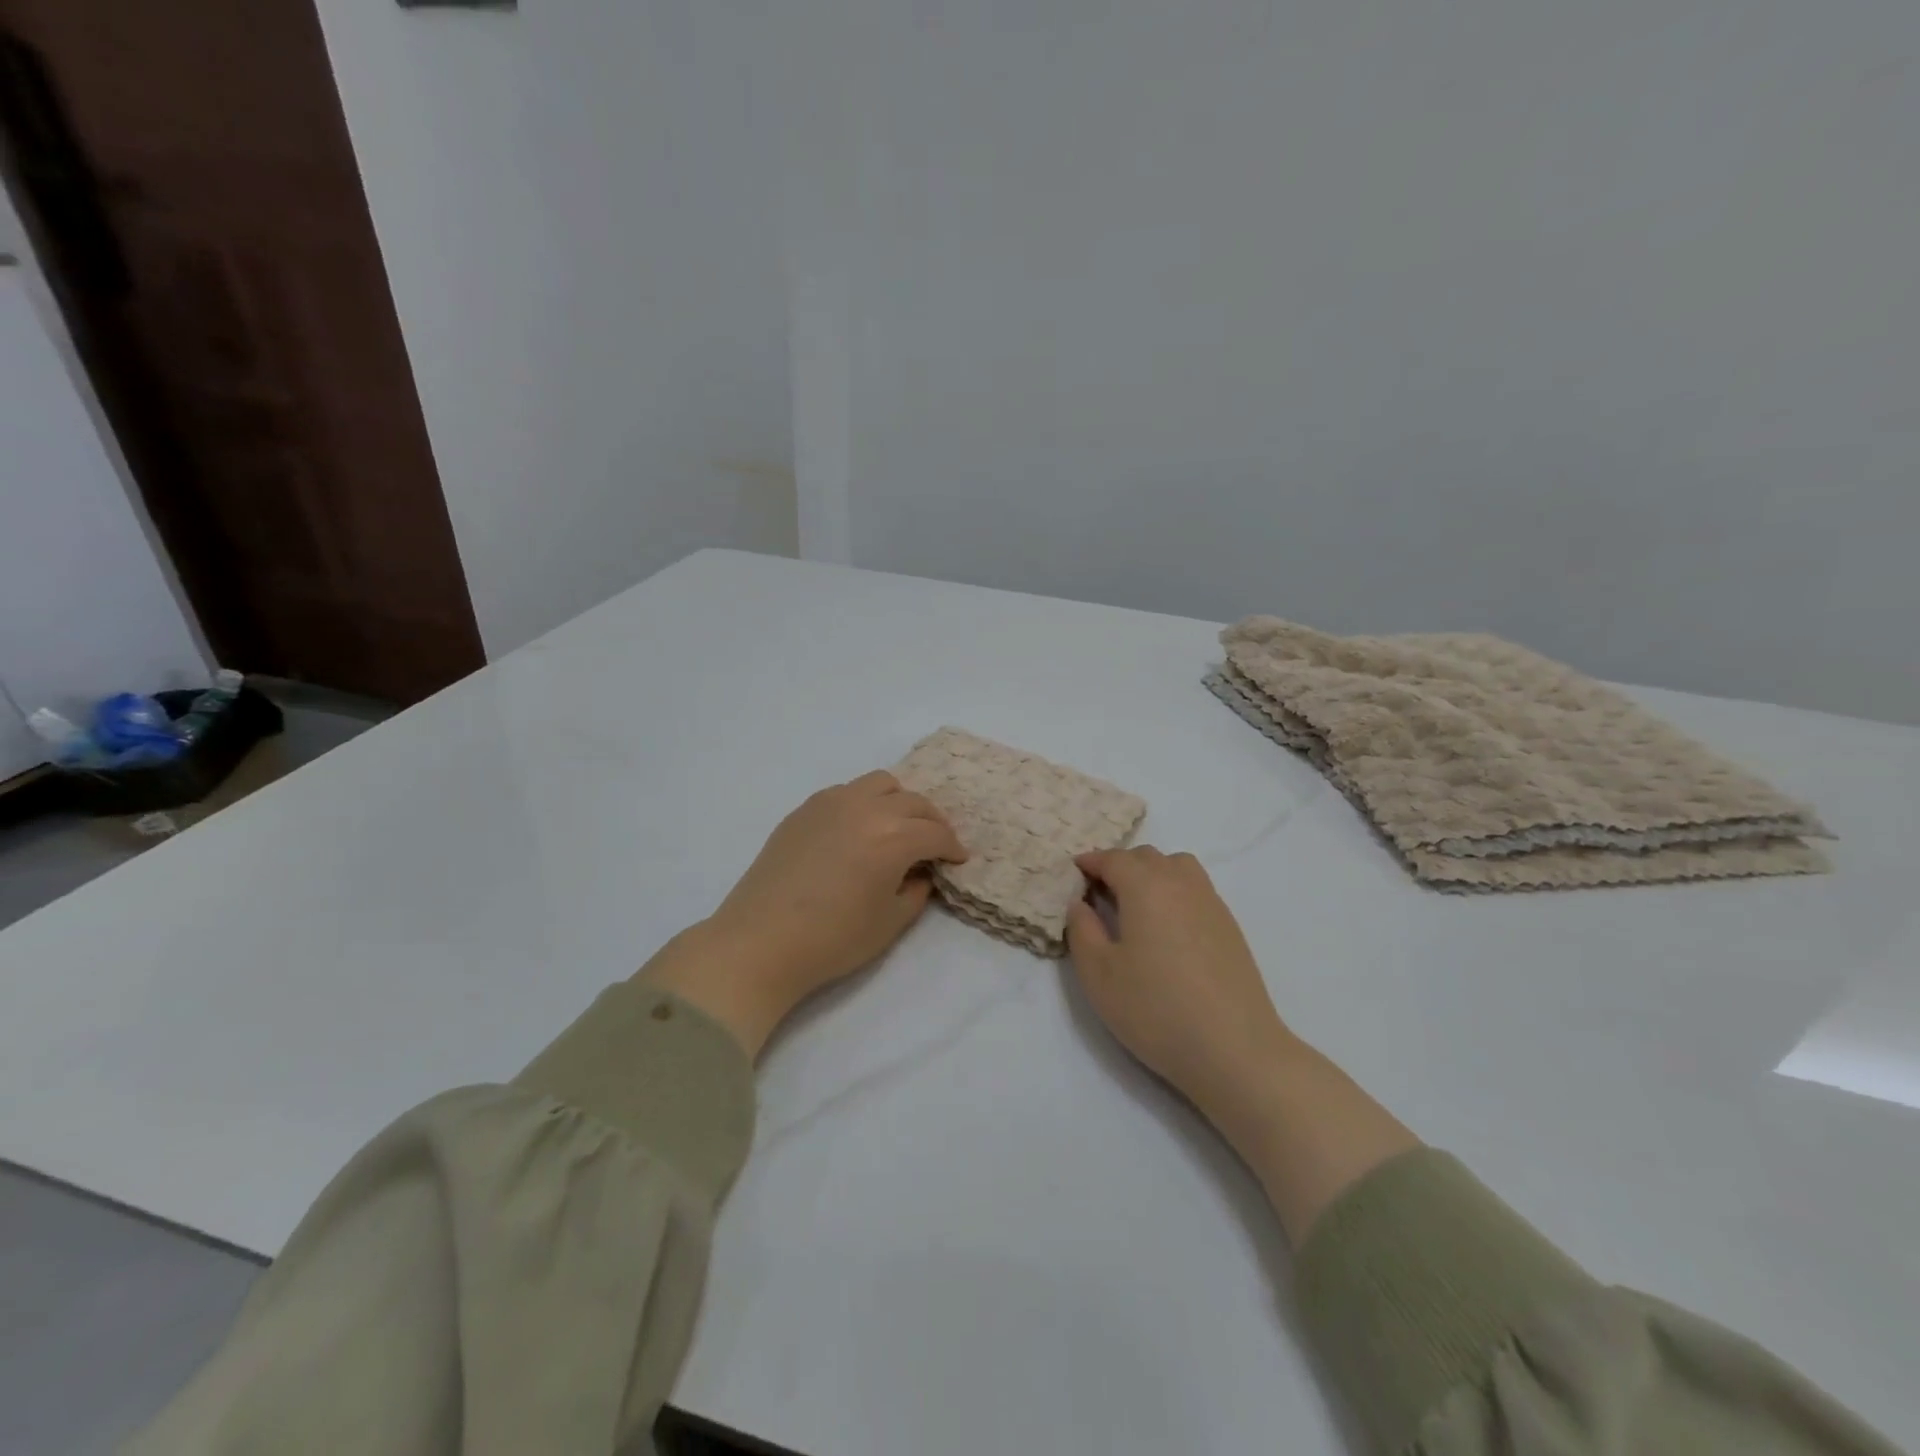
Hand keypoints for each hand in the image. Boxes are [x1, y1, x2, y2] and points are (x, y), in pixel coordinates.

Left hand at [645, 772, 966, 1056]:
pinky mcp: (805, 809)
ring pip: (880, 784)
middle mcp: (866, 808)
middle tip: (934, 844)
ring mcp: (831, 803)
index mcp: (892, 837)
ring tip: (897, 828)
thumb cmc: (832, 939)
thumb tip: (921, 872)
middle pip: (913, 801)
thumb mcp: (890, 923)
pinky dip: (864, 803)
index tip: (958, 859)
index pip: (935, 832)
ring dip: (899, 802)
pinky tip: (858, 830)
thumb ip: (916, 890)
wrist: (761, 941)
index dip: (952, 847)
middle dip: (931, 821)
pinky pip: (847, 791)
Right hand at [1066, 847, 1295, 1125]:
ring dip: (1151, 873)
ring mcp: (1211, 903)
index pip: (1114, 858)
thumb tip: (1080, 903)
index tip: (1074, 873)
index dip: (1091, 862)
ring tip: (1135, 905)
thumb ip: (1082, 930)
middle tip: (1099, 893)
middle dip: (1119, 866)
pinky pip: (1196, 889)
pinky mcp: (1230, 927)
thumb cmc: (1156, 1010)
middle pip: (1146, 857)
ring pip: (1177, 867)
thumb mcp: (1099, 975)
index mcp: (1146, 886)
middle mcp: (1181, 883)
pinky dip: (1174, 891)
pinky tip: (1166, 928)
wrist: (1235, 1049)